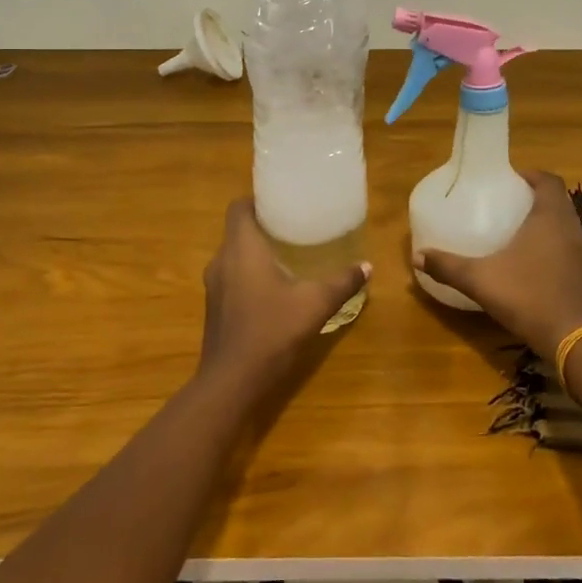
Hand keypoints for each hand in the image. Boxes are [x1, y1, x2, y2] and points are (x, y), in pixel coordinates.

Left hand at [199, 199, 369, 395]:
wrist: (231, 382)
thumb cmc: (271, 330)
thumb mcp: (315, 304)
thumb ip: (342, 282)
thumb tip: (367, 266)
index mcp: (241, 248)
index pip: (239, 207)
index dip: (258, 200)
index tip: (284, 202)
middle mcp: (222, 260)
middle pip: (239, 230)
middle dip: (265, 226)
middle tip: (296, 226)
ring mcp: (214, 286)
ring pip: (235, 255)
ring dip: (257, 252)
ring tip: (290, 254)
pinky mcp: (215, 307)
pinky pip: (232, 277)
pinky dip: (250, 274)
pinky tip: (275, 288)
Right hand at [415, 171, 581, 355]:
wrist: (574, 340)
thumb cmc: (529, 296)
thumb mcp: (481, 280)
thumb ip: (448, 266)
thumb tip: (417, 256)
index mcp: (550, 218)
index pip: (549, 180)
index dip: (530, 175)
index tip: (508, 179)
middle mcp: (570, 229)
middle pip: (556, 201)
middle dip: (533, 197)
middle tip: (504, 202)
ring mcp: (581, 254)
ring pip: (563, 225)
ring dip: (543, 222)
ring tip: (513, 229)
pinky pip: (566, 247)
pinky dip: (550, 245)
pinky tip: (527, 261)